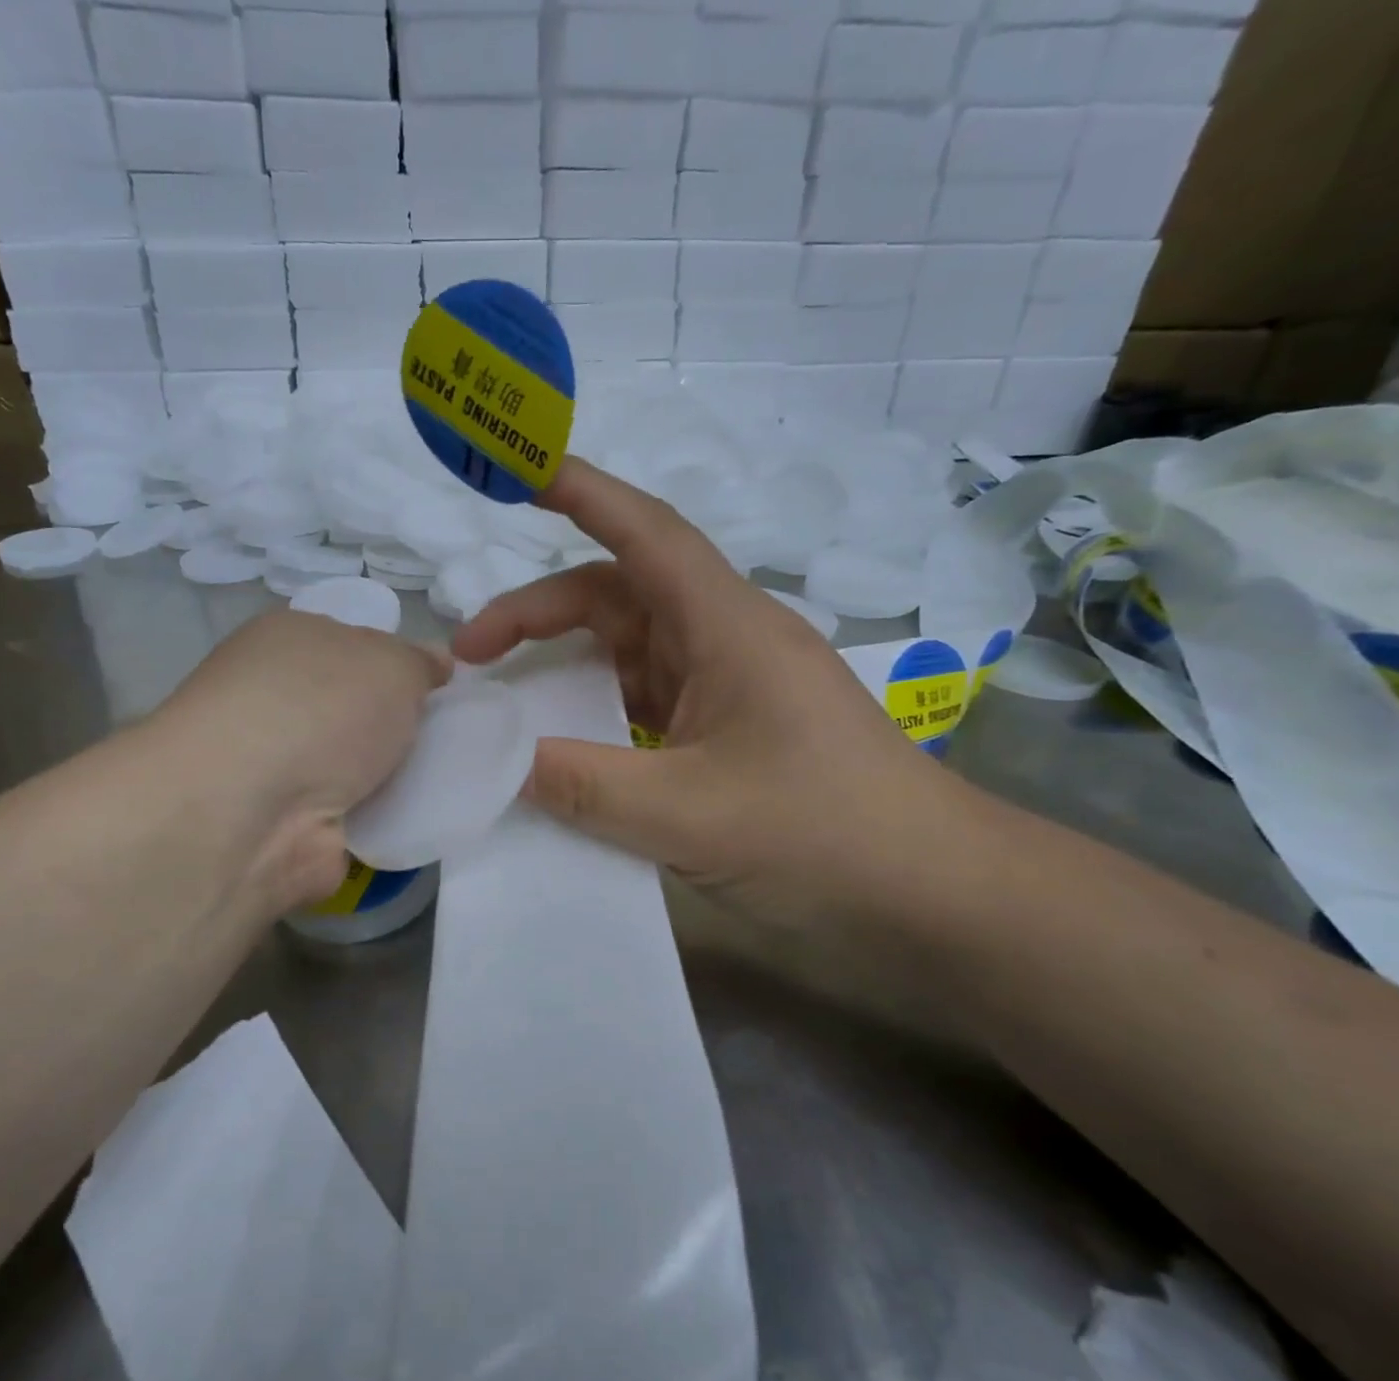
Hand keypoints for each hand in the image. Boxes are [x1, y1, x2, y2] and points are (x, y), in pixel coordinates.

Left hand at [144, 610, 448, 910]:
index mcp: (289, 642)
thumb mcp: (392, 663)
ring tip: (448, 779)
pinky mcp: (291, 826)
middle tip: (452, 736)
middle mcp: (276, 699)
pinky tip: (422, 818)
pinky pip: (357, 815)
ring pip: (358, 764)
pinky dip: (385, 819)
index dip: (401, 665)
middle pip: (357, 709)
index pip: (355, 645)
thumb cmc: (322, 708)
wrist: (255, 811)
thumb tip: (436, 664)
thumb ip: (420, 663)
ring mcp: (279, 767)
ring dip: (395, 775)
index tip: (443, 688)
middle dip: (402, 724)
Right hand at [455, 457, 971, 933]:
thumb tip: (501, 761)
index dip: (580, 493)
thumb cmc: (824, 833)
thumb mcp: (689, 815)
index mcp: (726, 628)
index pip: (645, 534)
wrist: (929, 891)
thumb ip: (584, 786)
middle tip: (468, 657)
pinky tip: (562, 745)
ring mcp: (726, 687)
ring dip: (563, 664)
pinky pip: (642, 703)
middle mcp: (723, 642)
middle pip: (615, 597)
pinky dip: (594, 712)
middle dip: (537, 613)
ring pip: (626, 651)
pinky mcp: (726, 730)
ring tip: (504, 698)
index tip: (516, 470)